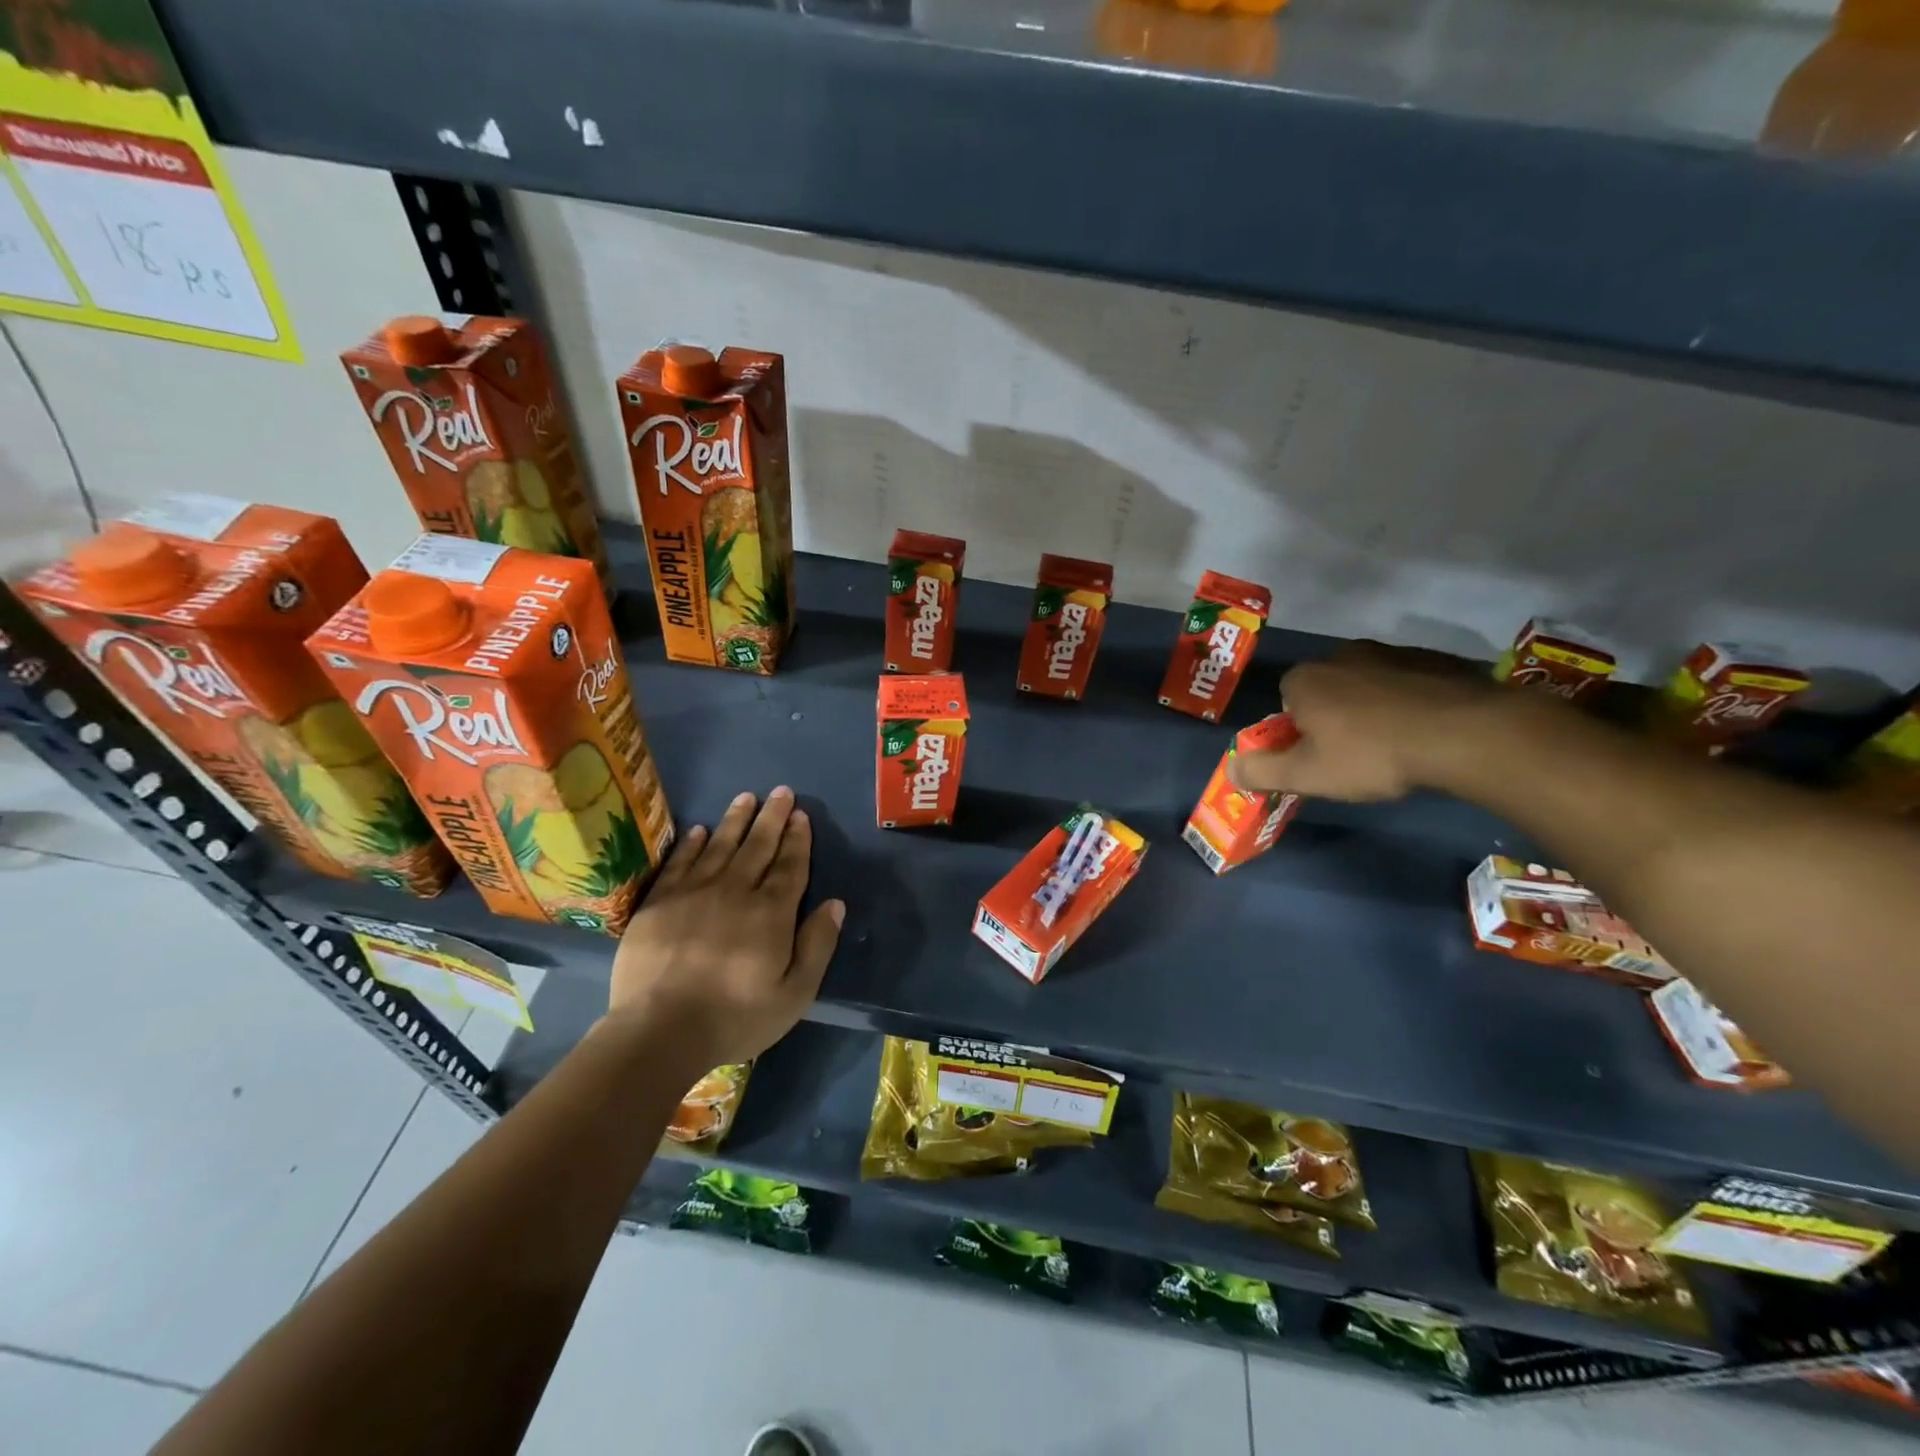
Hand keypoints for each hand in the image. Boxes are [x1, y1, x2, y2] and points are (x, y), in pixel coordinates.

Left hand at [608, 786, 843, 1071]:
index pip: (789, 866)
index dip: (797, 839)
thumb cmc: (735, 1017)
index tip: (801, 815)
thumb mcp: (795, 994)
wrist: (659, 1031)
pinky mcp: (659, 902)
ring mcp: (693, 893)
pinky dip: (691, 844)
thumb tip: (835, 904)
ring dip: (735, 820)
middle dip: (772, 817)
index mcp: (771, 913)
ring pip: (719, 846)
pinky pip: (680, 862)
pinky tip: (699, 830)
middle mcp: (735, 891)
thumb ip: (817, 945)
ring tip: (746, 798)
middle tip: (781, 791)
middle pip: (757, 847)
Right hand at [1229, 641, 1501, 800]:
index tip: (1317, 754)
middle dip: (1333, 714)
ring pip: (1368, 683)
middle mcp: (1342, 654)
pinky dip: (1410, 701)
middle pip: (1326, 688)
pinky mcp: (1435, 658)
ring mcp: (1391, 652)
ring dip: (1373, 706)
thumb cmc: (1372, 754)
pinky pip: (1408, 681)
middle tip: (1354, 753)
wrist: (1465, 733)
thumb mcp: (1307, 775)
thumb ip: (1262, 771)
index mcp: (1305, 678)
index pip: (1285, 699)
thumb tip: (1231, 769)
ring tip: (1395, 743)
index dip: (1297, 729)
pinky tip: (1425, 729)